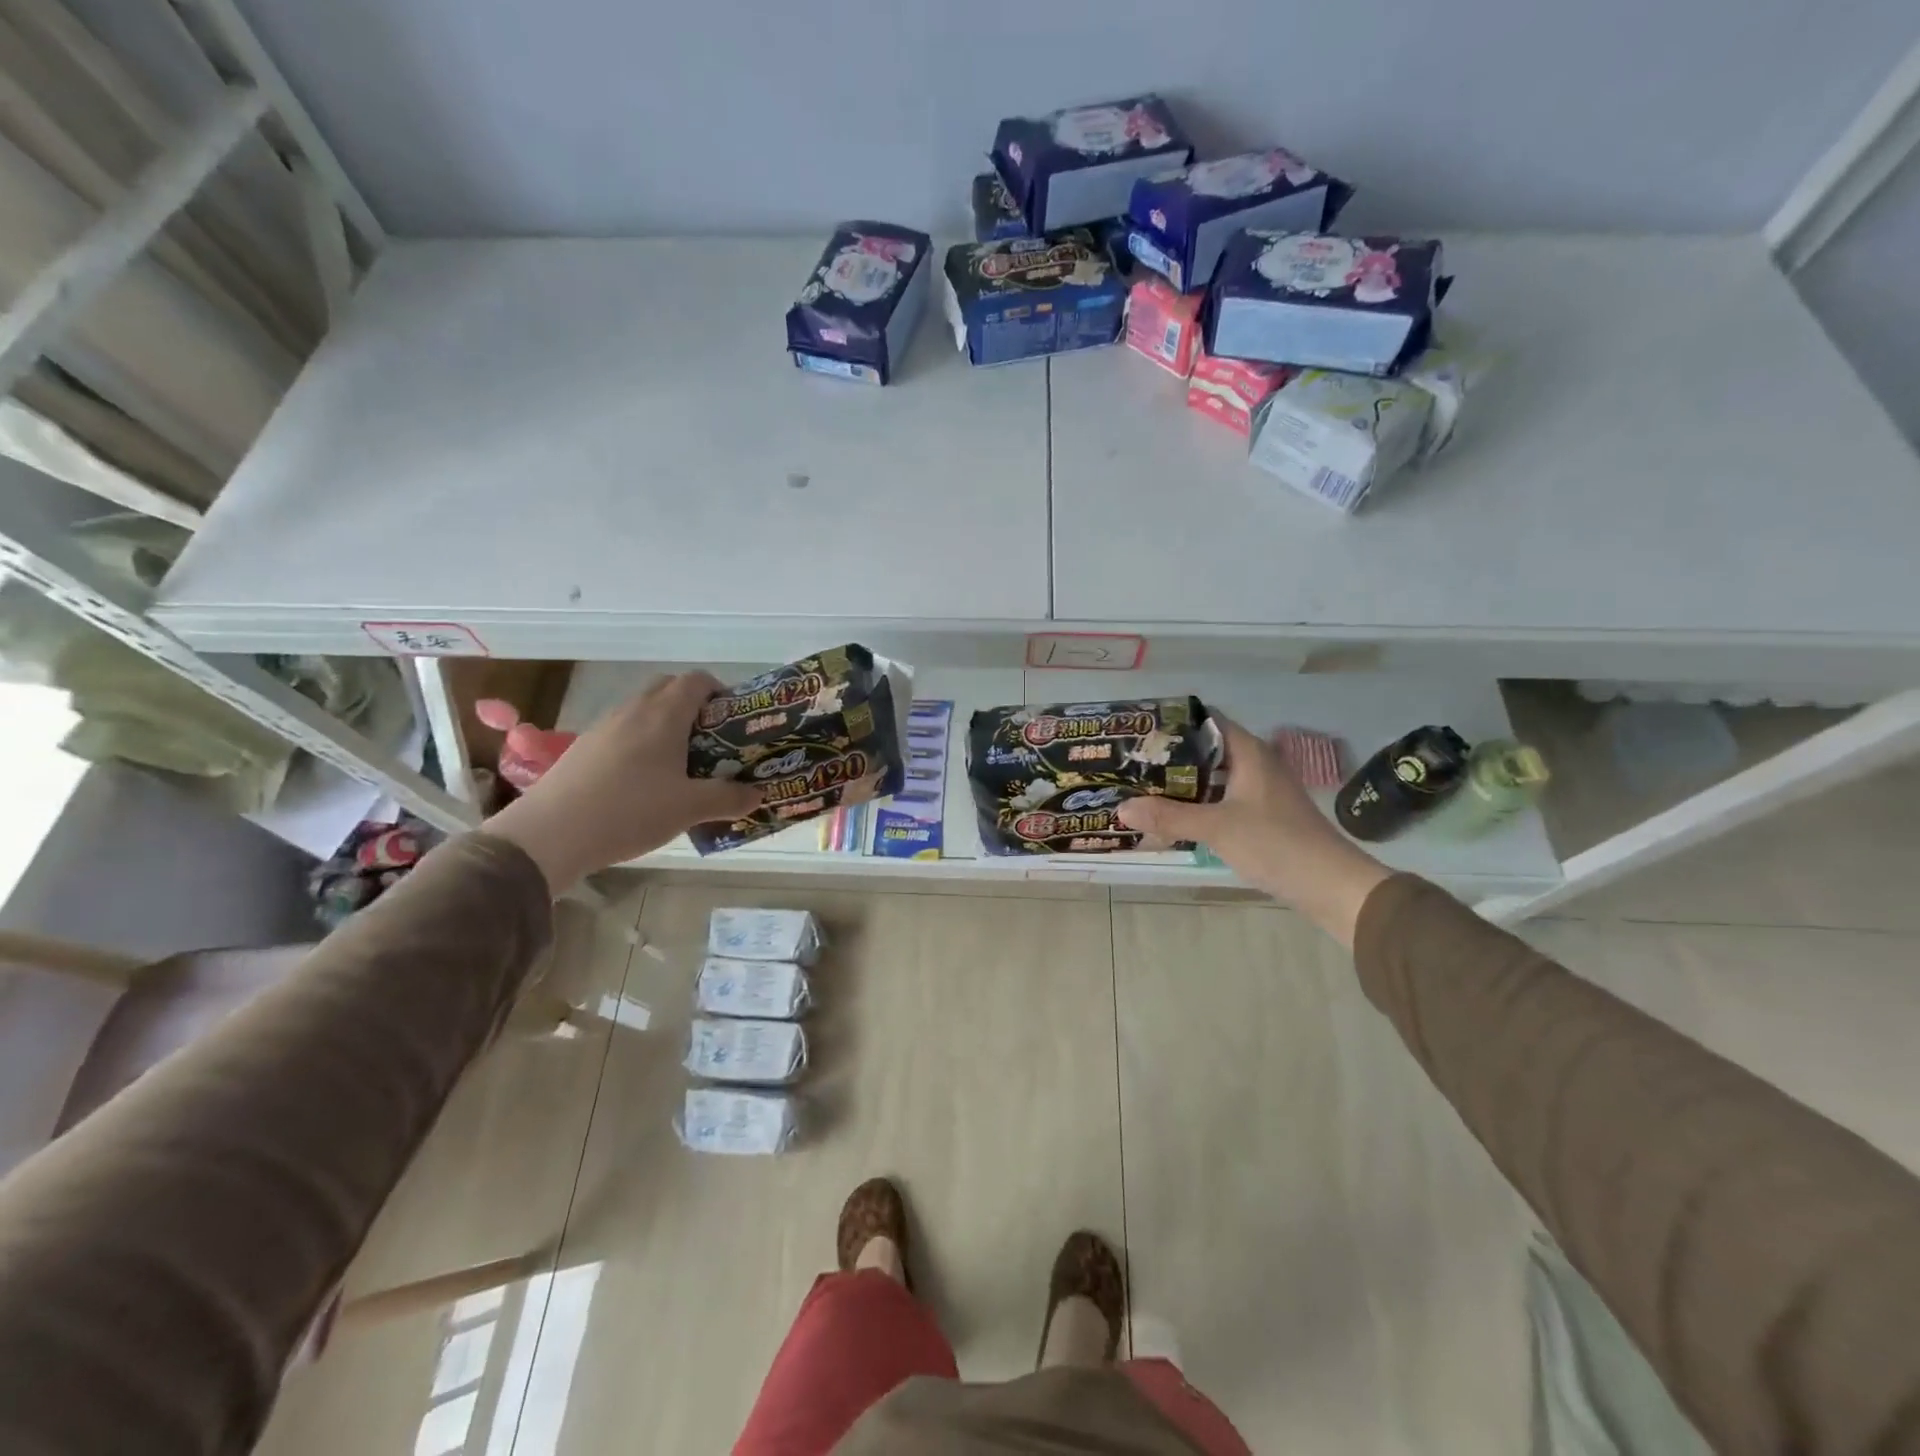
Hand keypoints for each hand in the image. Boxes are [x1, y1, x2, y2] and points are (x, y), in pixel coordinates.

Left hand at [483, 672, 759, 893]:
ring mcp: (604, 727)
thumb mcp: (690, 809)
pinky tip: (643, 781)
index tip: (733, 719)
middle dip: (693, 705)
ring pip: (643, 710)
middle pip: (668, 688)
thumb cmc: (631, 811)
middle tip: (710, 739)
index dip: (720, 692)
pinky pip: (622, 732)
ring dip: (665, 725)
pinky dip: (640, 743)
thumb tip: (757, 794)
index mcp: (664, 715)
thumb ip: (729, 798)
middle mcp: (634, 710)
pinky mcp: (584, 748)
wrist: (551, 834)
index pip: (697, 681)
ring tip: (680, 763)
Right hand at [1117, 718, 1390, 946]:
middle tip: (1131, 763)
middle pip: (1206, 750)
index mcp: (1249, 753)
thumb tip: (1121, 808)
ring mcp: (1260, 791)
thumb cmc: (1276, 844)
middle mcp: (1256, 764)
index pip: (1207, 721)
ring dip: (1182, 783)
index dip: (1174, 722)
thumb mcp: (1217, 828)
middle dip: (1170, 757)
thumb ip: (1169, 817)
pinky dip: (1197, 804)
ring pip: (1213, 778)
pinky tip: (1173, 817)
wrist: (1331, 885)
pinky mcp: (1262, 816)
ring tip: (1143, 788)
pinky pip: (1221, 799)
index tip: (1140, 730)